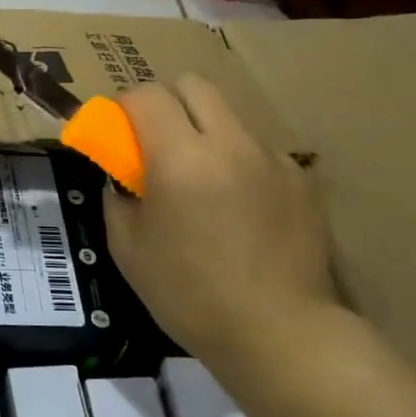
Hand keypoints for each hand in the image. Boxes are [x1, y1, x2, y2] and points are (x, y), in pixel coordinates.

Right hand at [105, 76, 338, 371]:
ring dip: (203, 131)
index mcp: (180, 158)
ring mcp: (271, 157)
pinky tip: (238, 206)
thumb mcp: (127, 248)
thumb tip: (122, 177)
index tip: (115, 134)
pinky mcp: (300, 179)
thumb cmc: (188, 293)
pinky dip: (236, 161)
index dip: (122, 106)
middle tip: (154, 144)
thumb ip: (118, 197)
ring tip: (200, 180)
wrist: (277, 332)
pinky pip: (257, 149)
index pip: (146, 95)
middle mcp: (229, 143)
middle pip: (193, 84)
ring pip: (228, 114)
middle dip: (165, 103)